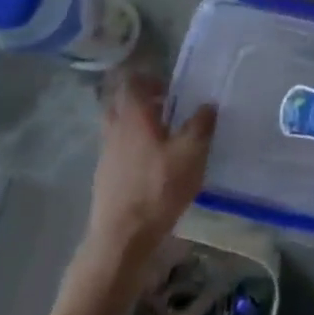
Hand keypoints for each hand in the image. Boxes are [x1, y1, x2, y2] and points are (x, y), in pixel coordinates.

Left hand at [84, 75, 214, 267]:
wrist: (122, 237)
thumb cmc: (158, 187)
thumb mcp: (191, 153)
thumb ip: (201, 125)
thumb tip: (208, 104)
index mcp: (134, 116)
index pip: (132, 82)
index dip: (150, 78)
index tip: (171, 87)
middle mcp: (114, 129)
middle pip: (121, 102)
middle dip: (141, 100)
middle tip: (167, 108)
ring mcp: (106, 153)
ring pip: (118, 126)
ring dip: (138, 124)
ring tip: (165, 136)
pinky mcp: (105, 175)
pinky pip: (118, 148)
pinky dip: (133, 146)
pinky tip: (154, 163)